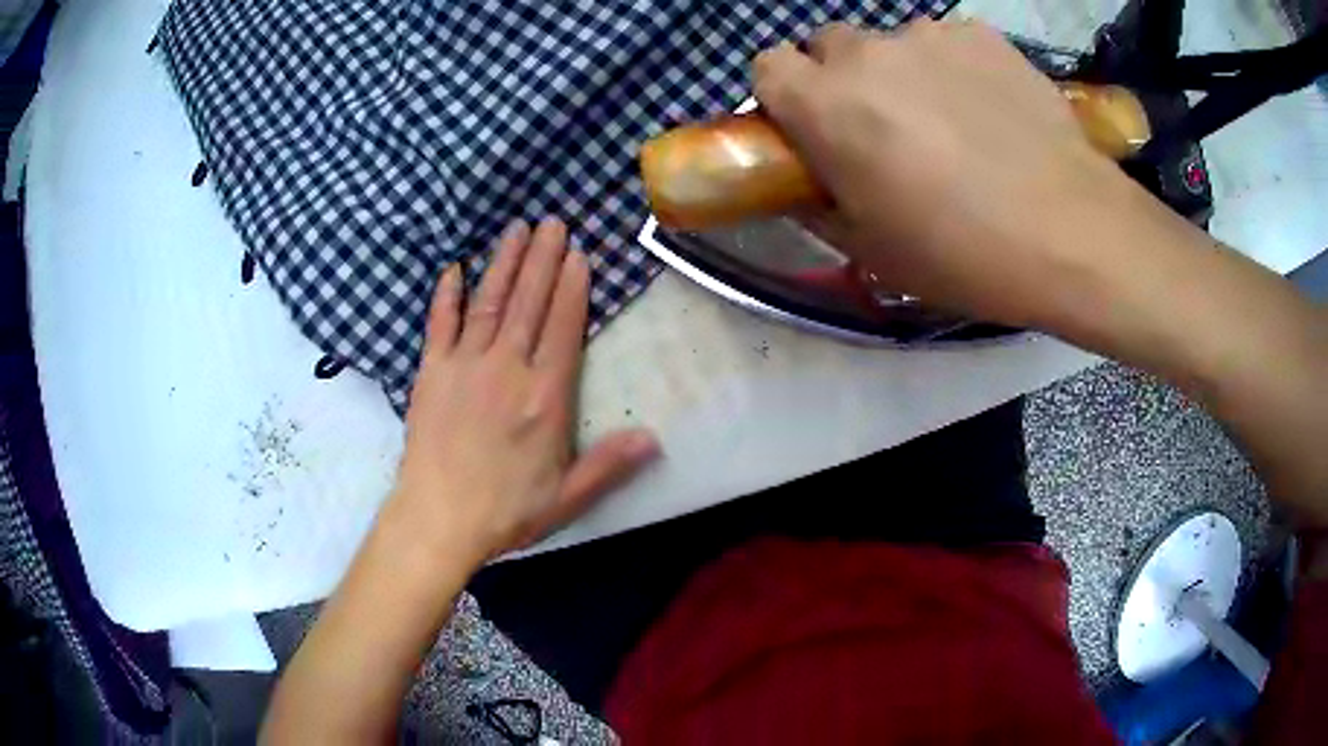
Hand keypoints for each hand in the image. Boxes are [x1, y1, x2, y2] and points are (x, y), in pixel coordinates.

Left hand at [390, 217, 659, 563]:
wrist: (438, 519)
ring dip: (504, 263)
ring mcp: (464, 366)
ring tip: (516, 228)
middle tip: (552, 221)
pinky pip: (439, 324)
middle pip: (528, 303)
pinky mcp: (430, 373)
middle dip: (542, 259)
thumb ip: (609, 464)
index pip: (563, 328)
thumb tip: (654, 438)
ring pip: (489, 303)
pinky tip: (454, 269)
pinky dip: (447, 295)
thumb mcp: (567, 497)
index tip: (577, 253)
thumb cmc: (506, 511)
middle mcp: (506, 369)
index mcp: (543, 396)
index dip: (572, 287)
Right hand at [754, 20, 1139, 327]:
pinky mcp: (981, 35)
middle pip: (829, 46)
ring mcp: (929, 35)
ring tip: (954, 124)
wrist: (1072, 234)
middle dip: (842, 79)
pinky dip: (955, 69)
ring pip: (893, 44)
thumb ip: (817, 207)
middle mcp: (867, 53)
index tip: (814, 128)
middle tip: (886, 128)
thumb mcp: (872, 252)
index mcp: (825, 105)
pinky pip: (948, 43)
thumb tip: (804, 186)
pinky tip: (992, 111)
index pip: (767, 66)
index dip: (786, 96)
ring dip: (904, 74)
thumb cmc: (963, 254)